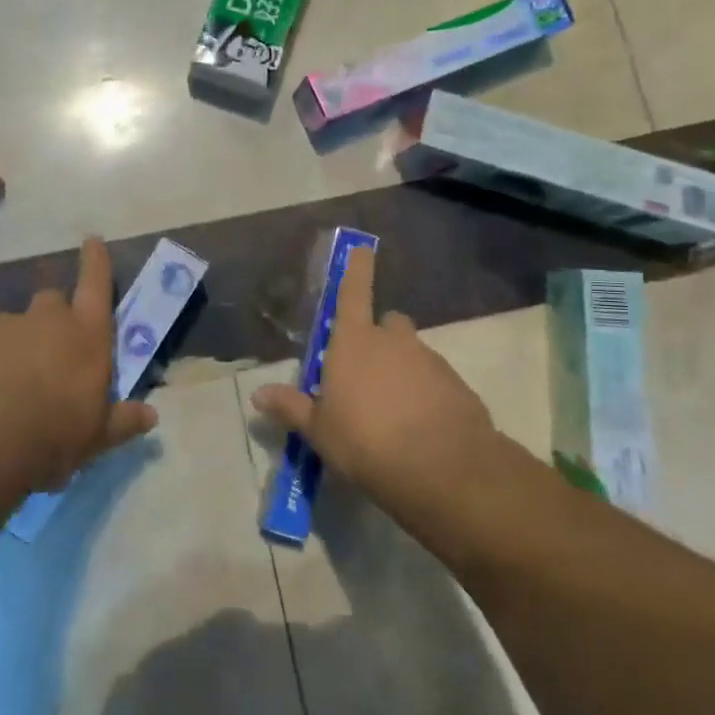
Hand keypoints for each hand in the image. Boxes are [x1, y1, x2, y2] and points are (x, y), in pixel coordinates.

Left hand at [0, 237, 157, 492]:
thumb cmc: (51, 434)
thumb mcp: (94, 437)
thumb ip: (121, 422)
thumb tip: (151, 416)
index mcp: (86, 336)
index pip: (96, 285)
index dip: (96, 262)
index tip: (92, 240)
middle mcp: (46, 320)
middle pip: (52, 301)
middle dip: (53, 317)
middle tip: (50, 351)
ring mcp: (2, 326)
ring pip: (13, 324)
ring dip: (15, 344)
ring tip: (7, 382)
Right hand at [251, 246, 495, 510]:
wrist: (442, 468)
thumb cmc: (365, 441)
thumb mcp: (319, 430)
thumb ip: (291, 408)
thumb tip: (257, 395)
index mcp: (354, 342)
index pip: (353, 293)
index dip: (356, 268)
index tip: (363, 247)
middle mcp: (393, 341)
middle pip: (387, 324)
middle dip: (379, 338)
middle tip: (368, 373)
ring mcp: (429, 360)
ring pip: (412, 353)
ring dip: (403, 370)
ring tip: (394, 412)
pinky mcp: (456, 384)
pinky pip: (435, 380)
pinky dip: (427, 394)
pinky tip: (421, 427)